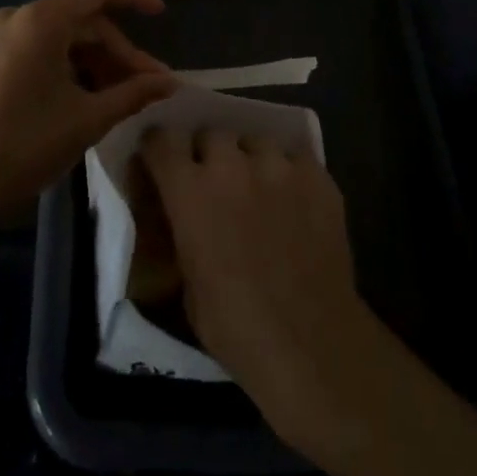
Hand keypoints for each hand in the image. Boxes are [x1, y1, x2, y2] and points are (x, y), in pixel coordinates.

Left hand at [0, 0, 176, 227]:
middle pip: (85, 20)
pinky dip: (71, 66)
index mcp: (42, 21)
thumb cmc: (25, 147)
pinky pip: (43, 49)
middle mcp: (19, 16)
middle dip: (119, 52)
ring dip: (97, 63)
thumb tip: (170, 82)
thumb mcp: (88, 119)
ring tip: (123, 97)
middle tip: (149, 86)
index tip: (161, 16)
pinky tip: (89, 96)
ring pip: (65, 37)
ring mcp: (1, 36)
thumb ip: (133, 93)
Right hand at [140, 127, 380, 448]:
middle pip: (212, 134)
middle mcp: (231, 165)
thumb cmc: (236, 327)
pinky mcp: (316, 175)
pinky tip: (295, 201)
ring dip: (250, 160)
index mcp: (190, 191)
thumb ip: (183, 235)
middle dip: (209, 154)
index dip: (160, 148)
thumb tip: (184, 220)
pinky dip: (289, 173)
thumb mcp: (187, 283)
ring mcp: (278, 165)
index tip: (162, 160)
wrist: (309, 341)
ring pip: (255, 141)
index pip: (162, 140)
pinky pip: (295, 158)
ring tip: (260, 189)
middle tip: (217, 183)